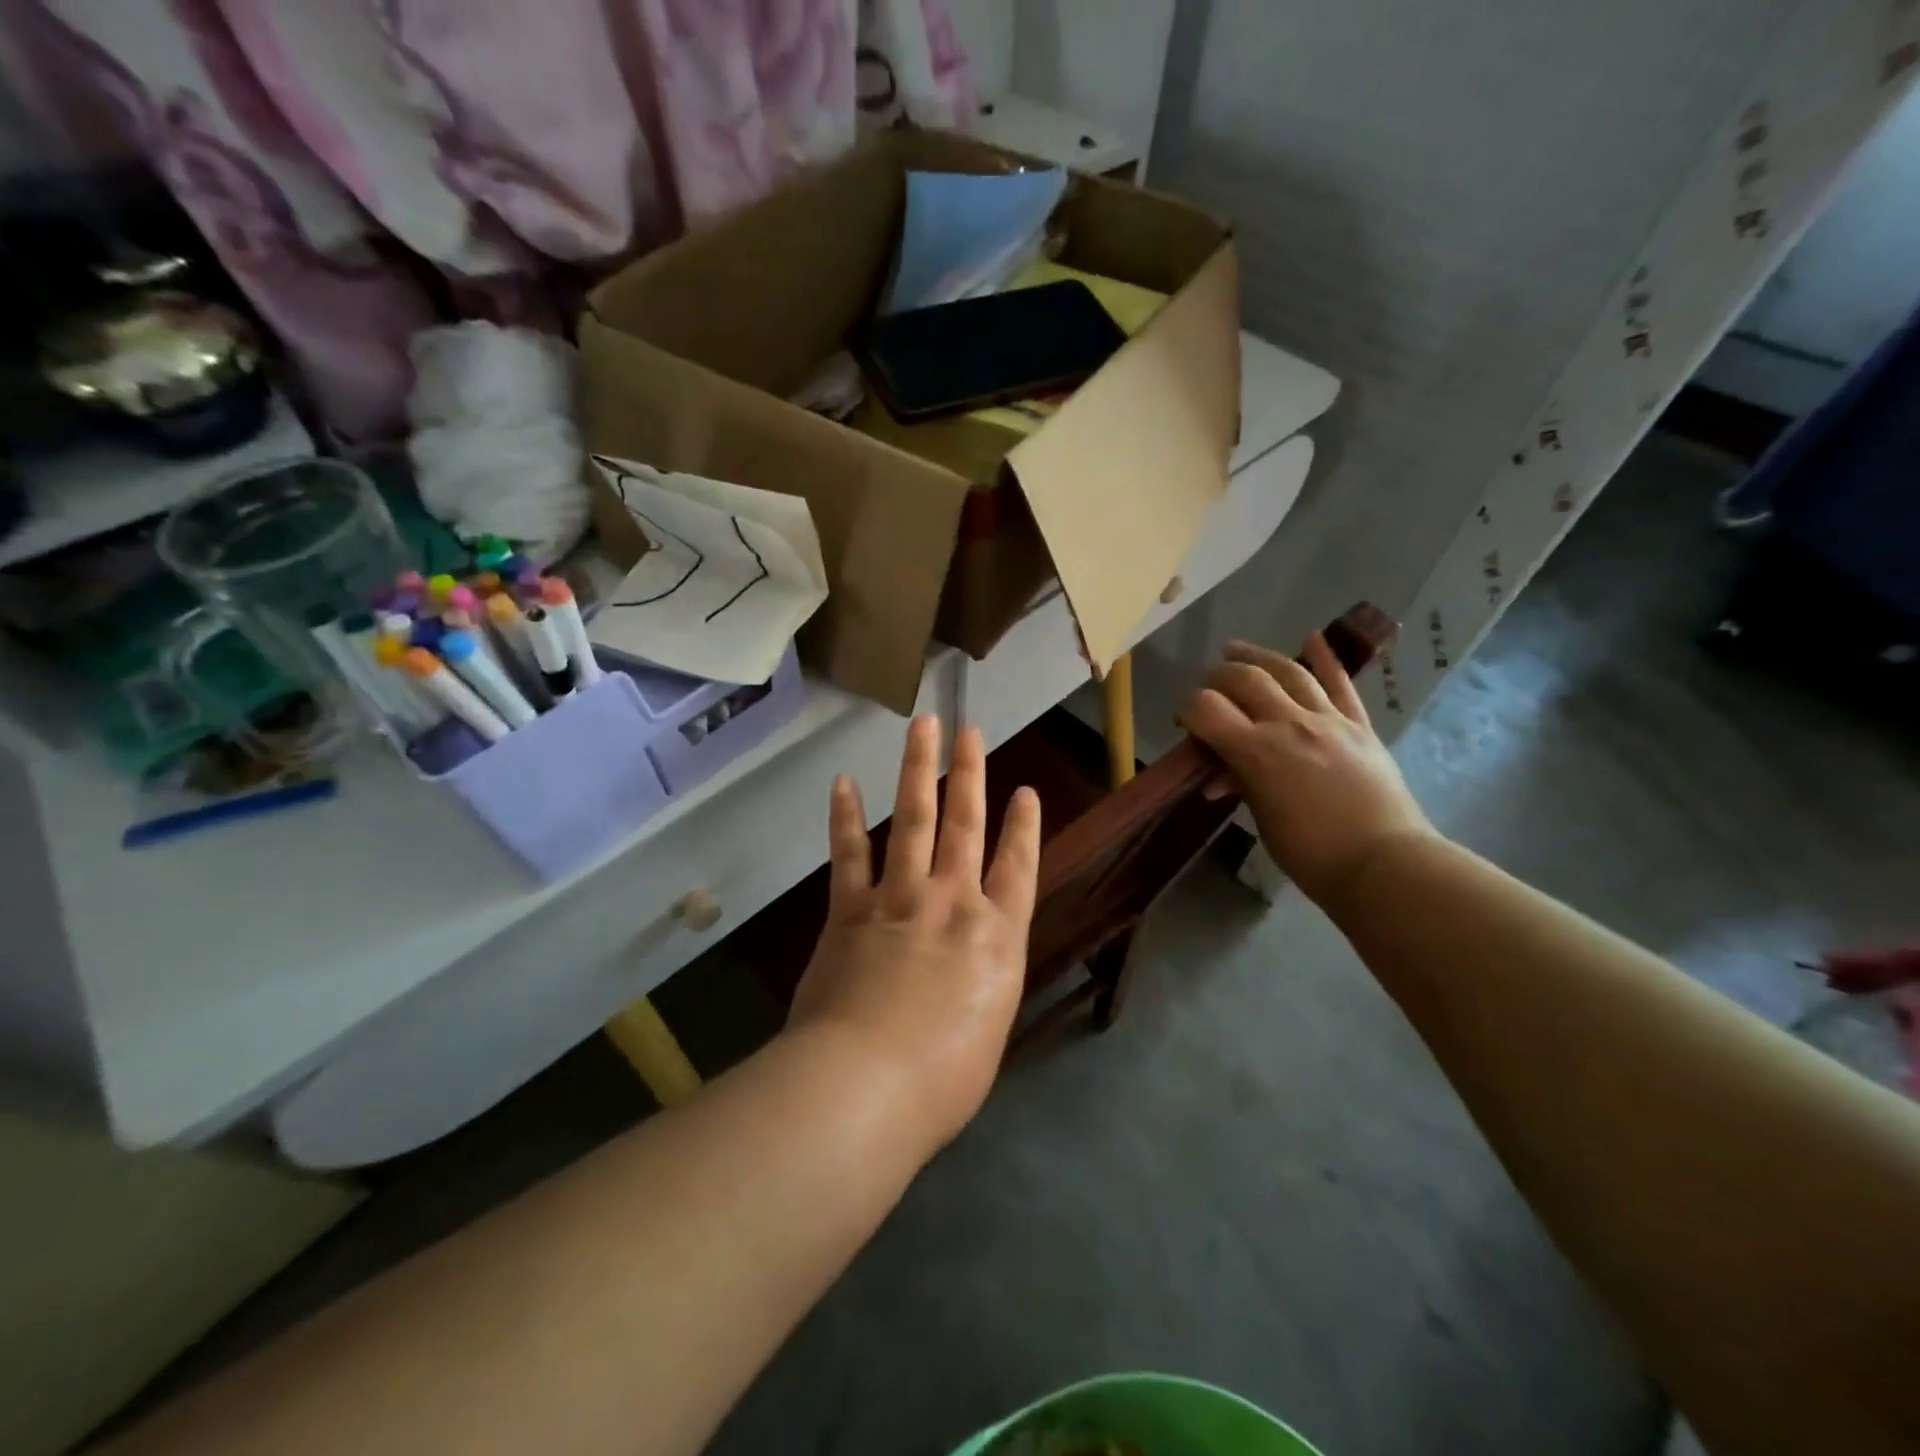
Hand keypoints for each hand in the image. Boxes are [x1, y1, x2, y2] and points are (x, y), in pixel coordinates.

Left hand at [788, 716, 1040, 1155]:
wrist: (866, 1087)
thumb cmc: (942, 1081)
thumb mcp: (987, 1032)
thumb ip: (983, 985)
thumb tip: (971, 971)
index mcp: (997, 937)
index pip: (1018, 867)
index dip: (1023, 826)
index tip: (1025, 790)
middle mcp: (953, 903)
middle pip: (965, 824)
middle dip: (969, 774)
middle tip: (970, 730)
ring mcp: (900, 899)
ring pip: (913, 819)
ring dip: (918, 770)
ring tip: (923, 728)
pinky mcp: (850, 910)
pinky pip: (850, 853)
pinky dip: (846, 816)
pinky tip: (845, 783)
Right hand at [1180, 634, 1435, 905]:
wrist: (1384, 863)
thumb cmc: (1312, 854)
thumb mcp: (1263, 820)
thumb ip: (1241, 785)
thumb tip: (1220, 776)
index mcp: (1257, 752)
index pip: (1207, 709)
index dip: (1188, 709)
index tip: (1184, 720)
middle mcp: (1289, 724)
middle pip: (1245, 679)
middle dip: (1218, 677)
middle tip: (1208, 686)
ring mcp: (1329, 720)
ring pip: (1289, 672)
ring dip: (1258, 656)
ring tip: (1236, 651)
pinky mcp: (1359, 726)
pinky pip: (1341, 684)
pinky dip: (1326, 658)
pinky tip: (1313, 637)